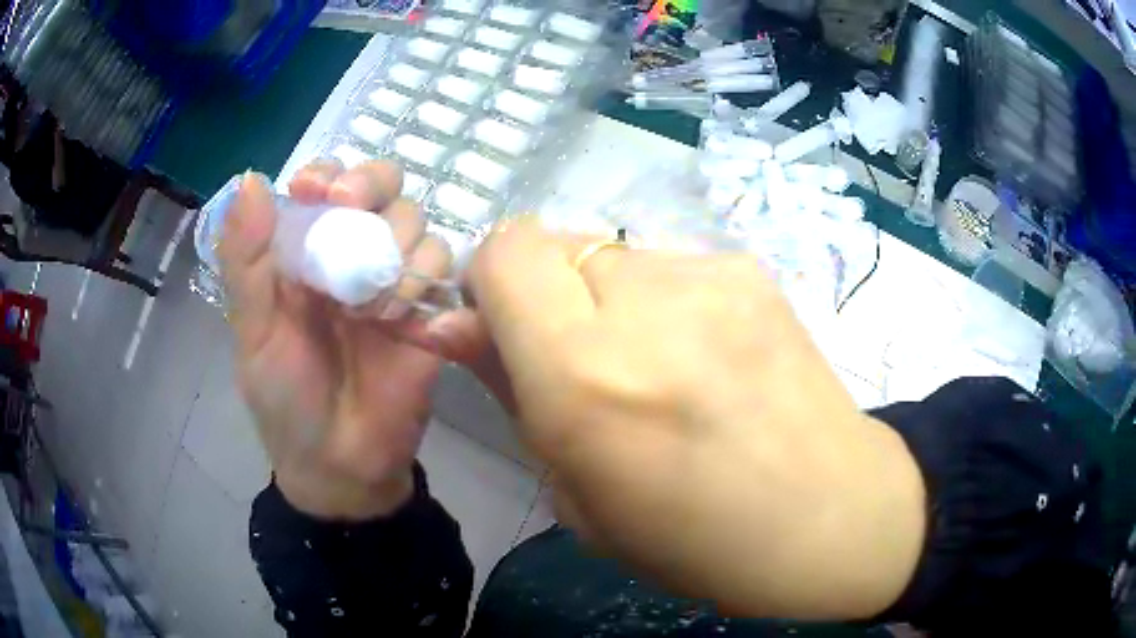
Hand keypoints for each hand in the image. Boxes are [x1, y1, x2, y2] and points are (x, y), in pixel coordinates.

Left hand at [219, 161, 452, 520]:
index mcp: (309, 252)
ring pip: (418, 225)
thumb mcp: (253, 331)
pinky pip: (448, 275)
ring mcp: (396, 283)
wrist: (340, 466)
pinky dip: (428, 285)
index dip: (329, 173)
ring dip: (397, 249)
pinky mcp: (433, 316)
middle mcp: (355, 255)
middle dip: (372, 186)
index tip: (316, 191)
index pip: (328, 184)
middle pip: (384, 188)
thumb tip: (250, 179)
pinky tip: (407, 325)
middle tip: (350, 211)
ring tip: (370, 310)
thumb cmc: (285, 400)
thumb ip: (245, 260)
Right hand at [465, 218, 926, 619]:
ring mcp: (710, 276)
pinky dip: (666, 302)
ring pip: (614, 254)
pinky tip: (709, 358)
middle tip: (587, 360)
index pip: (505, 251)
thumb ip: (511, 390)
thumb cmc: (694, 541)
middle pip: (554, 242)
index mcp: (587, 377)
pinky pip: (672, 266)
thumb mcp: (577, 495)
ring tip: (662, 368)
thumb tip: (455, 326)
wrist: (831, 518)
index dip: (491, 283)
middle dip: (549, 293)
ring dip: (610, 299)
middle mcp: (646, 304)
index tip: (505, 329)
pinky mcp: (752, 269)